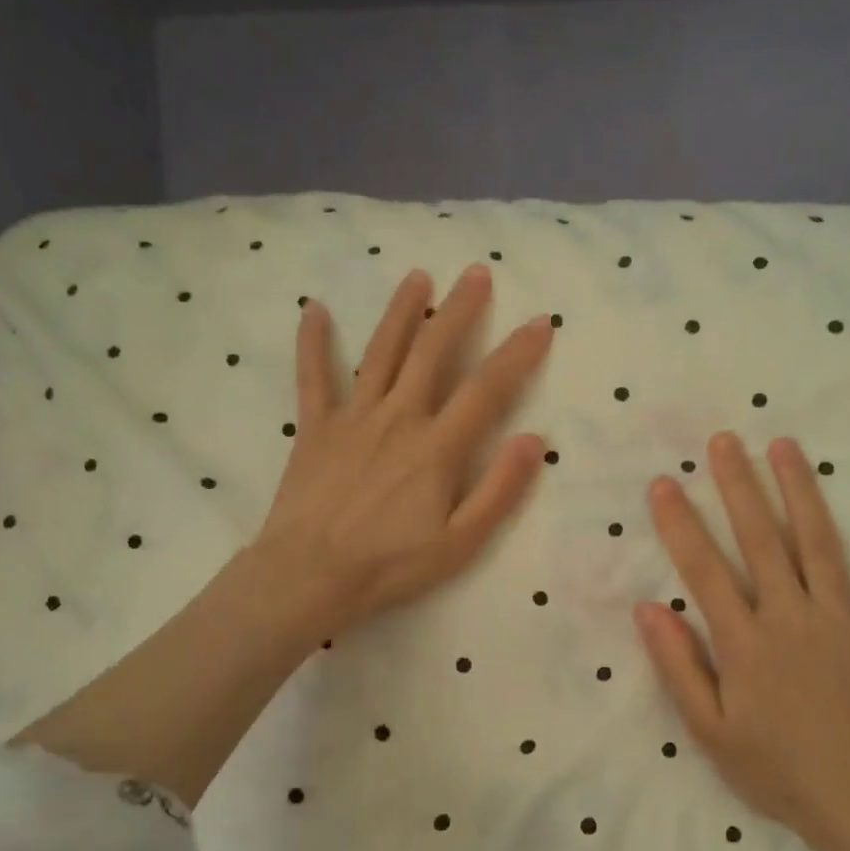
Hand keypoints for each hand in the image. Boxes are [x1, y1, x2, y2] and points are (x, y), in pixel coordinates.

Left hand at [253, 264, 553, 641]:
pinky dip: (313, 342)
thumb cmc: (390, 566)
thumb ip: (500, 489)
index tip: (540, 322)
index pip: (487, 388)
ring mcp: (353, 418)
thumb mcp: (460, 543)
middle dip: (459, 310)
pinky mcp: (315, 428)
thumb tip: (533, 438)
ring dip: (402, 312)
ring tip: (418, 278)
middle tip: (476, 273)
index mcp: (437, 447)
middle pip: (433, 352)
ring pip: (381, 352)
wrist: (309, 576)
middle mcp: (398, 417)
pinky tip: (313, 309)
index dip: (517, 353)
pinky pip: (313, 377)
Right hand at [634, 435, 849, 850]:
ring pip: (818, 540)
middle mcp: (792, 616)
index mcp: (745, 642)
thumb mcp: (709, 731)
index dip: (679, 523)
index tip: (664, 483)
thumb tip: (647, 608)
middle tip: (722, 441)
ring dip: (798, 489)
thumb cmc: (779, 773)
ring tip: (782, 445)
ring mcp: (845, 617)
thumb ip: (678, 666)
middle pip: (759, 538)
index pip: (704, 569)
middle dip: (736, 485)